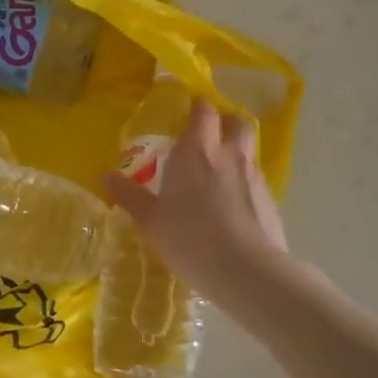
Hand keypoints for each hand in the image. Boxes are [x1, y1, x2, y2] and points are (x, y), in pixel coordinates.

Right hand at [105, 96, 288, 300]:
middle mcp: (229, 155)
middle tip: (209, 133)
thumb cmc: (190, 238)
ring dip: (235, 152)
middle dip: (225, 121)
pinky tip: (232, 206)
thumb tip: (107, 176)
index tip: (189, 108)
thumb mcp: (151, 220)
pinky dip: (244, 182)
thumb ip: (130, 195)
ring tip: (219, 173)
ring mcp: (254, 177)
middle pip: (236, 122)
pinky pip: (255, 179)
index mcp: (196, 152)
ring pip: (248, 151)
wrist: (248, 272)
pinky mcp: (270, 200)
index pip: (203, 112)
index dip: (198, 106)